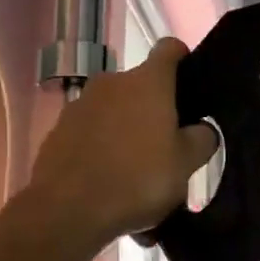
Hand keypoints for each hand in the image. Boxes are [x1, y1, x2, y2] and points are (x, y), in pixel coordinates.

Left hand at [27, 38, 217, 250]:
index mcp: (148, 83)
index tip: (191, 83)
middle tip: (168, 147)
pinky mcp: (58, 131)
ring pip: (115, 112)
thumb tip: (202, 128)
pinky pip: (91, 134)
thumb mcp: (186, 165)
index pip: (170, 49)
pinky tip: (109, 183)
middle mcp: (112, 83)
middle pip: (141, 87)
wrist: (67, 210)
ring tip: (137, 173)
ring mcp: (80, 105)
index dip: (183, 60)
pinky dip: (102, 150)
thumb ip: (201, 140)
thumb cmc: (138, 180)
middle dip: (155, 110)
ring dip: (128, 132)